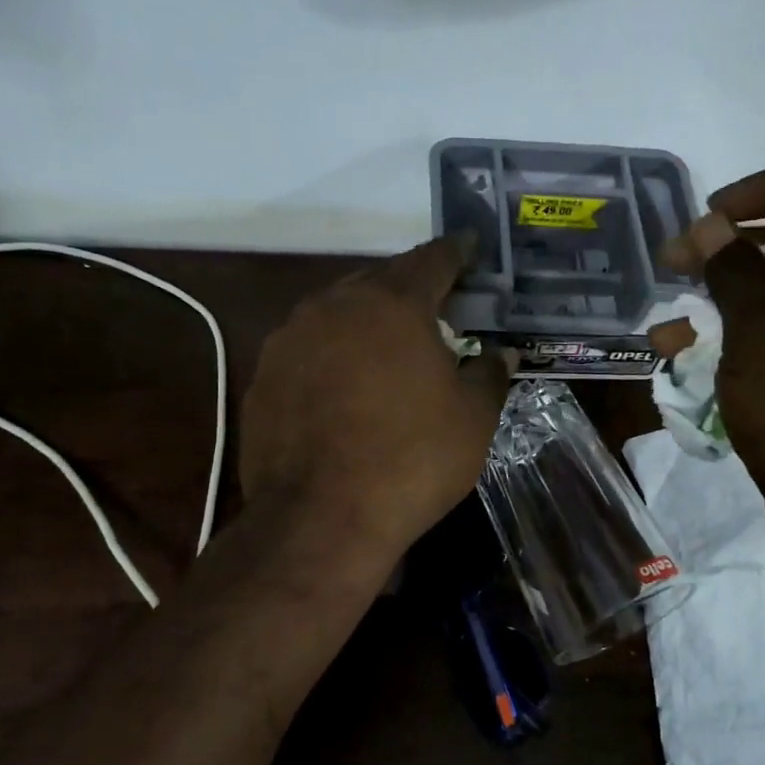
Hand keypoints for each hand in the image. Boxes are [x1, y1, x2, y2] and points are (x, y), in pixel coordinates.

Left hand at [241, 235, 509, 553]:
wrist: (321, 517)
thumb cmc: (412, 459)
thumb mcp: (473, 419)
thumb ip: (489, 375)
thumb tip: (500, 354)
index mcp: (392, 303)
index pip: (432, 259)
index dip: (457, 252)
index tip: (471, 247)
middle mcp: (335, 305)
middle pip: (381, 281)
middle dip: (410, 288)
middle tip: (436, 305)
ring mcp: (290, 339)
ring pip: (338, 312)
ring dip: (367, 321)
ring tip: (390, 347)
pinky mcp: (264, 376)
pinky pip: (309, 348)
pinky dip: (333, 355)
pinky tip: (346, 387)